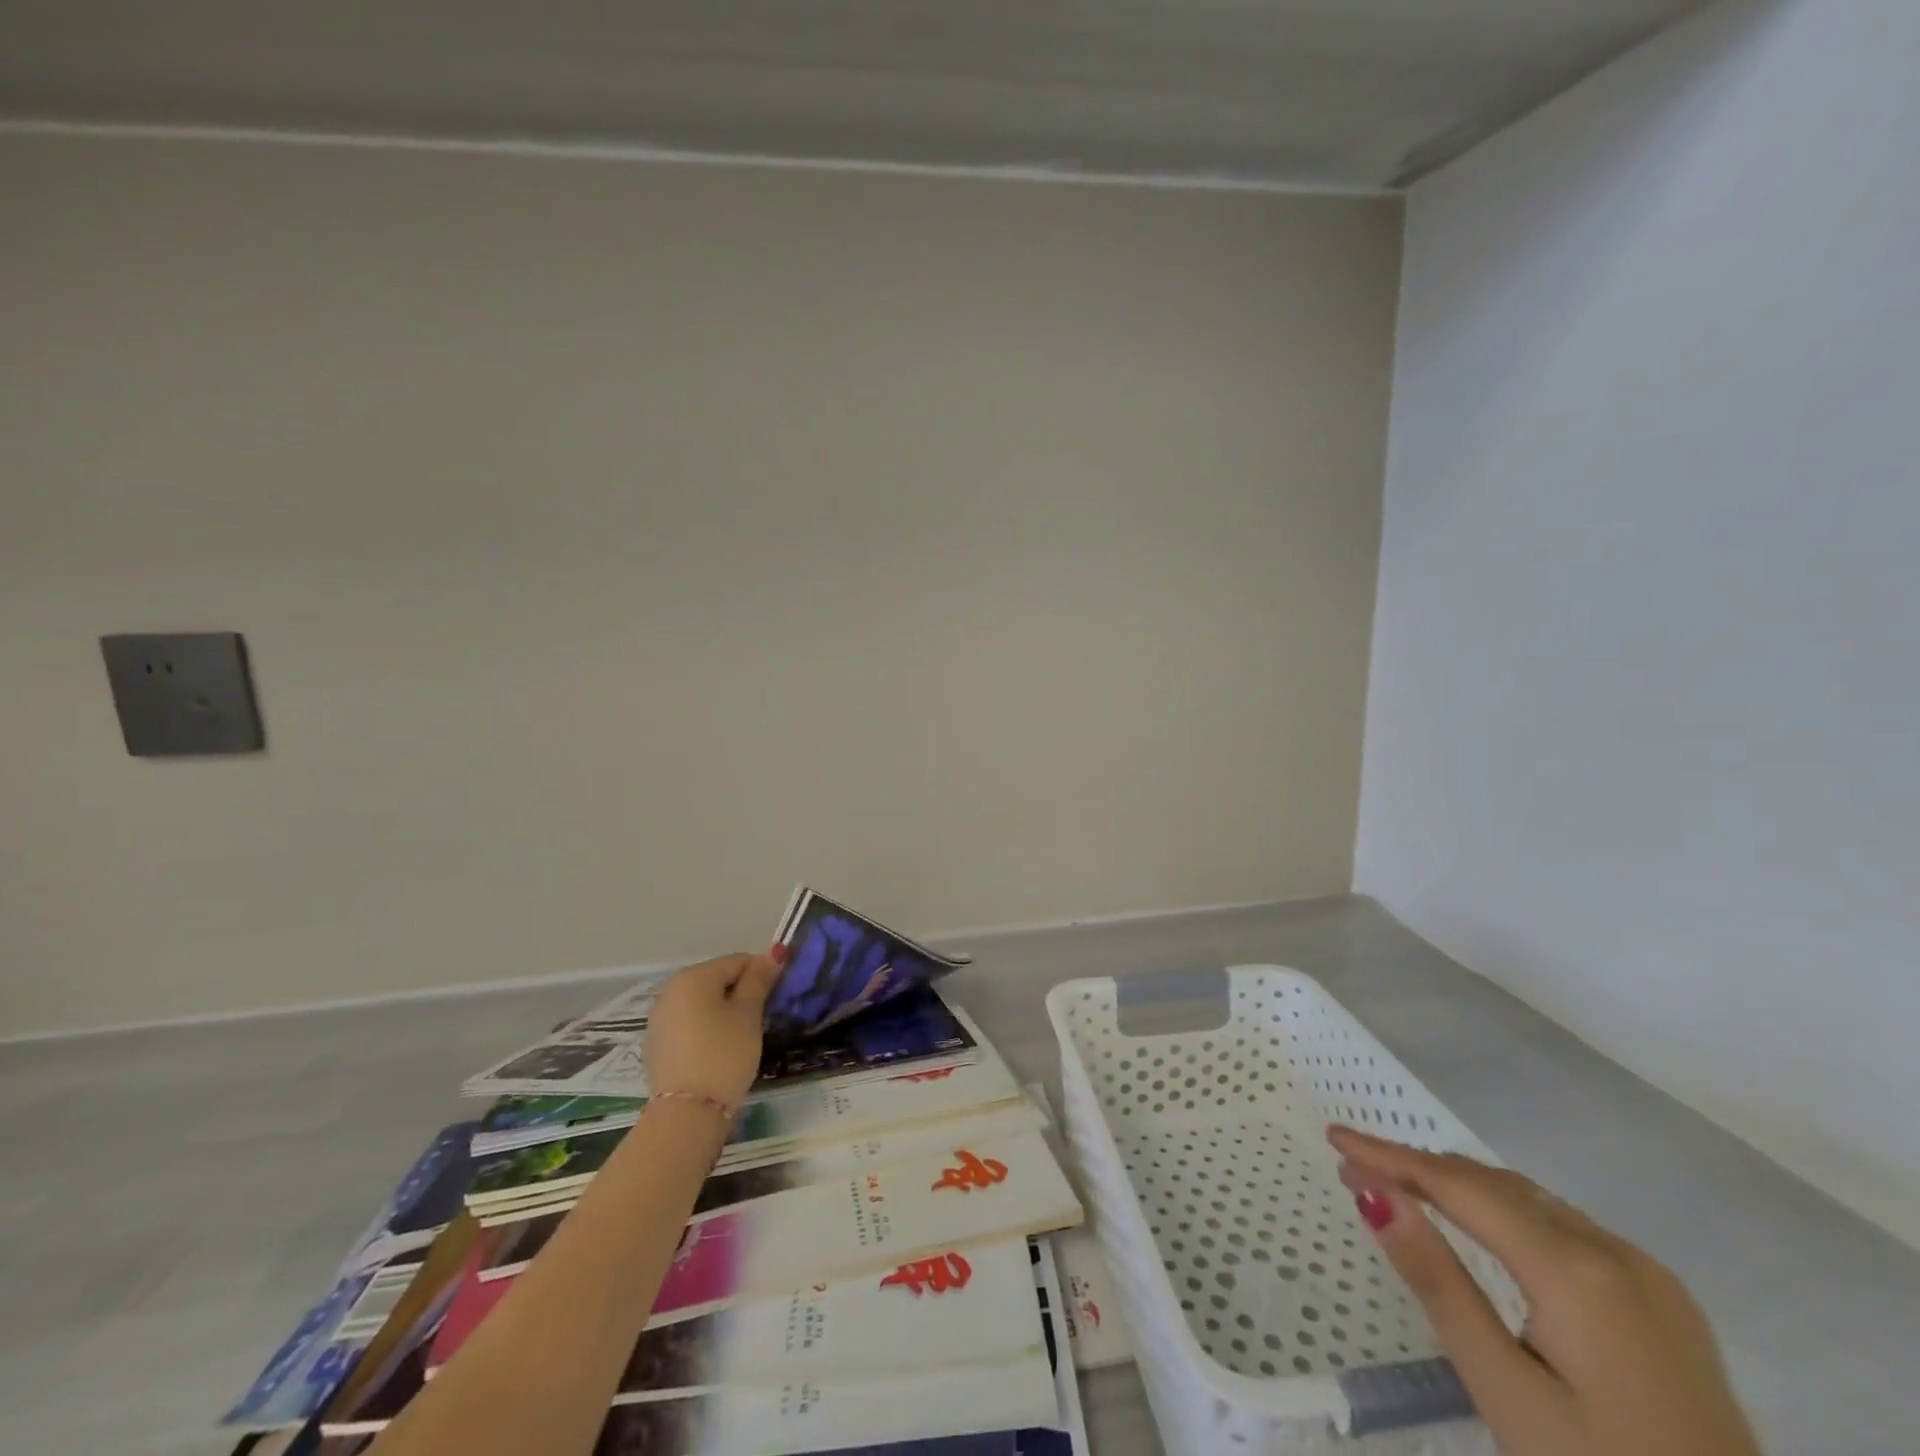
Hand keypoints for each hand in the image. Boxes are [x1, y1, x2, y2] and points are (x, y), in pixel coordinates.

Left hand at [642, 951, 784, 1110]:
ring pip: (702, 1003)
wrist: (686, 1114)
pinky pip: (689, 1024)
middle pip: (717, 980)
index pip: (737, 961)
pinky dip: (707, 1028)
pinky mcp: (656, 1045)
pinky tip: (719, 1050)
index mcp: (693, 976)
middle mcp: (671, 990)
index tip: (778, 994)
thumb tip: (771, 954)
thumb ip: (758, 980)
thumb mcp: (748, 1015)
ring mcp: (659, 1019)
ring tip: (743, 1035)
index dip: (762, 973)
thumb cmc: (724, 1054)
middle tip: (762, 1016)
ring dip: (724, 1010)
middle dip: (741, 992)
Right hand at [1329, 1126, 1761, 1455]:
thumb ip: (1438, 1282)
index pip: (1457, 1185)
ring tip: (1403, 1191)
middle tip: (1355, 1170)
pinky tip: (1484, 1228)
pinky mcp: (1666, 1304)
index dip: (1389, 1156)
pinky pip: (1564, 1228)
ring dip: (1460, 1187)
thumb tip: (1373, 1194)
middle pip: (1493, 1184)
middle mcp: (1615, 1251)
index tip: (1334, 1138)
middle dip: (1418, 1169)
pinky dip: (1506, 1212)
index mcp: (1574, 1268)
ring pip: (1530, 1200)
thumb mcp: (1504, 1390)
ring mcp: (1648, 1276)